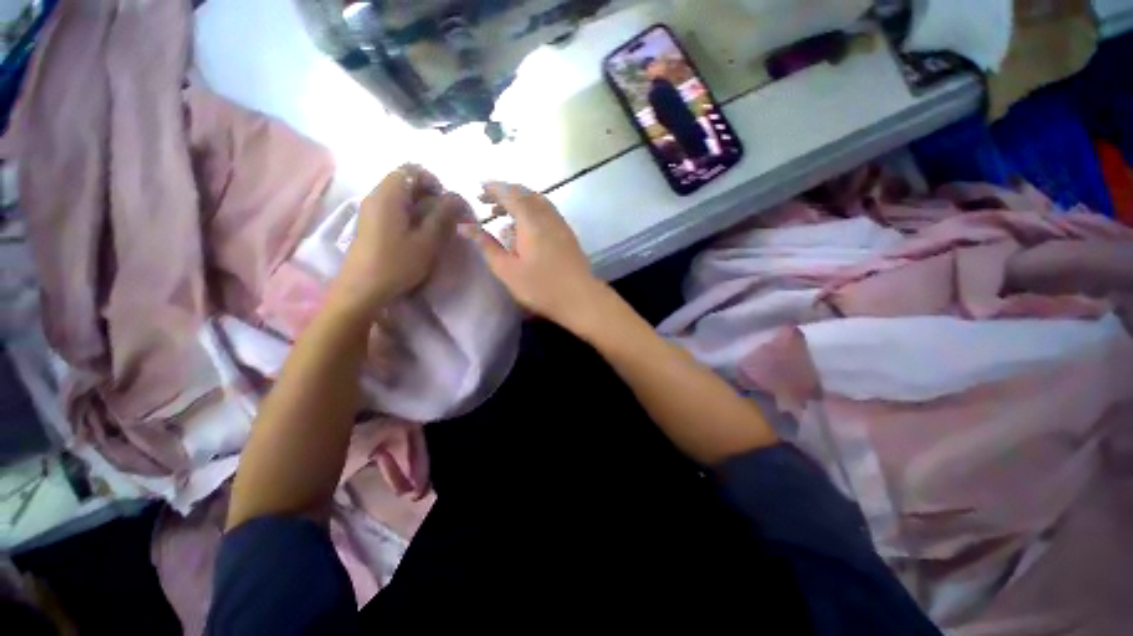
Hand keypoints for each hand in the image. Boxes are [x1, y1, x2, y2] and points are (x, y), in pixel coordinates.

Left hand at [330, 165, 463, 315]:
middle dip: (431, 196)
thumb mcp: (427, 241)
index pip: (412, 170)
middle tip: (446, 218)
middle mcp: (377, 196)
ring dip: (423, 208)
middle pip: (407, 182)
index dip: (434, 182)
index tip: (447, 204)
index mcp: (388, 195)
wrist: (362, 289)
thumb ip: (443, 216)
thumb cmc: (396, 264)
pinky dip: (411, 216)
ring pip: (402, 197)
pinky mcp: (371, 223)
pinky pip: (395, 209)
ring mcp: (371, 210)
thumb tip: (457, 198)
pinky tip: (420, 236)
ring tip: (436, 229)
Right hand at [459, 181, 606, 329]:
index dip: (494, 188)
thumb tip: (465, 226)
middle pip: (526, 194)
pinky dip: (532, 212)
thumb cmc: (540, 287)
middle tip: (487, 202)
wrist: (580, 298)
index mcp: (531, 220)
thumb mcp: (507, 269)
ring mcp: (561, 224)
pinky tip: (525, 230)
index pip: (510, 193)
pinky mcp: (568, 235)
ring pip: (538, 202)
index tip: (479, 189)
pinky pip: (547, 213)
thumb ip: (486, 245)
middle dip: (505, 194)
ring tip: (502, 215)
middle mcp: (548, 216)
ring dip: (519, 202)